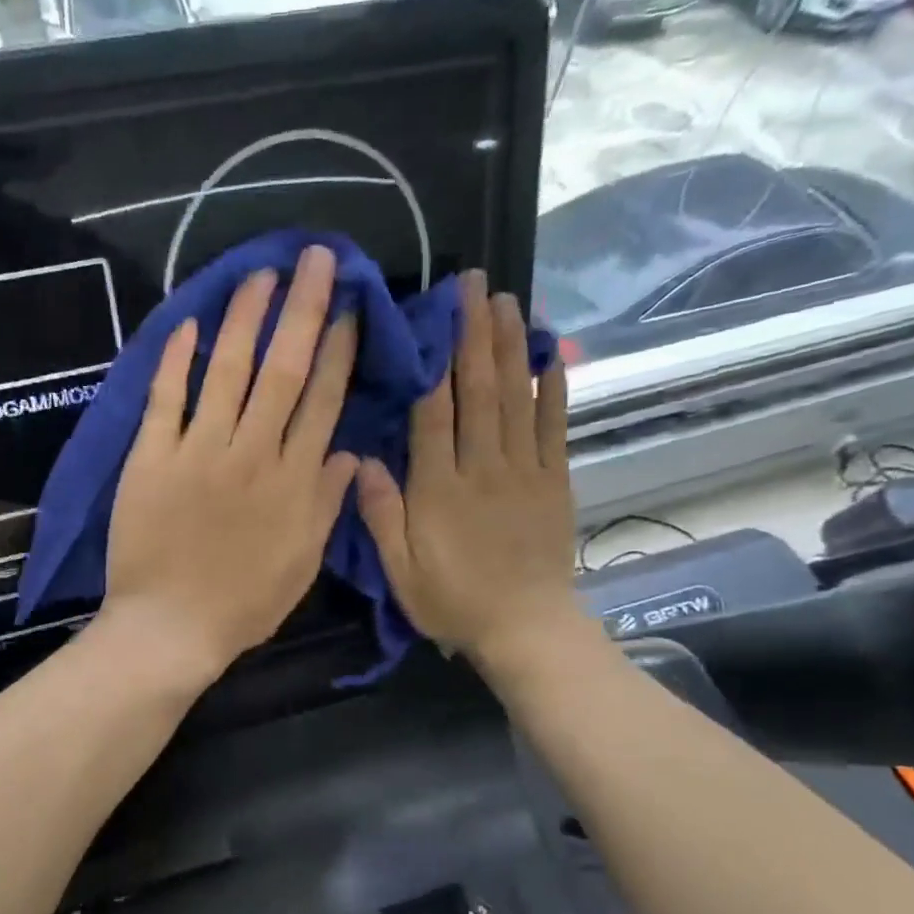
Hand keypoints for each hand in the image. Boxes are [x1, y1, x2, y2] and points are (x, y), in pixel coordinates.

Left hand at [102, 244, 358, 684]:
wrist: (171, 628)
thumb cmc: (243, 604)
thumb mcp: (302, 564)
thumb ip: (327, 505)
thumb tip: (349, 453)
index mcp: (293, 482)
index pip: (323, 401)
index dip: (340, 350)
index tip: (352, 308)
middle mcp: (252, 454)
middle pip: (283, 370)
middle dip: (303, 309)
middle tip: (316, 258)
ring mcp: (198, 452)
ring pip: (227, 371)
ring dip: (246, 318)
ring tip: (261, 274)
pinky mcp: (152, 458)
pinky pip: (165, 399)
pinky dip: (176, 360)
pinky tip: (190, 321)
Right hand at [355, 273, 593, 691]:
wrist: (526, 628)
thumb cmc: (453, 601)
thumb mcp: (400, 570)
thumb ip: (380, 515)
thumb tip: (359, 460)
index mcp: (439, 489)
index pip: (433, 413)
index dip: (432, 361)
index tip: (430, 317)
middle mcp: (483, 468)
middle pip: (478, 391)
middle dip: (474, 334)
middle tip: (473, 285)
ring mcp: (524, 471)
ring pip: (515, 398)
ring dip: (509, 346)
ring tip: (506, 299)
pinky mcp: (553, 481)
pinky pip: (553, 426)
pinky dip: (552, 388)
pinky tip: (548, 353)